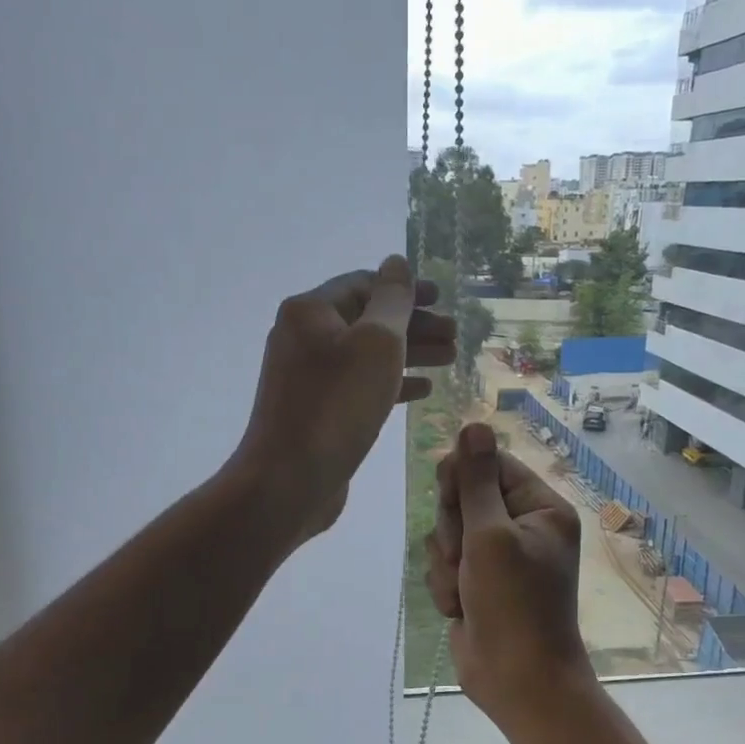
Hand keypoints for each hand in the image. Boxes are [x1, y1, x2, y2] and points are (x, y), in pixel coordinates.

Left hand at [232, 255, 455, 545]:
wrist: (289, 480)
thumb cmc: (337, 406)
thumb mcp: (376, 343)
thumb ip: (392, 300)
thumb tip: (396, 263)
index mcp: (311, 312)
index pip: (364, 284)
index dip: (406, 289)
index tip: (443, 299)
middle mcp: (304, 338)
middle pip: (367, 320)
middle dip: (414, 325)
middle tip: (455, 336)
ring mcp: (308, 378)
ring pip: (367, 356)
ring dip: (409, 354)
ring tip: (450, 359)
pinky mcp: (317, 412)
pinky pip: (359, 386)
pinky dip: (391, 384)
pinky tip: (423, 391)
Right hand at [425, 423, 594, 723]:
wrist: (517, 680)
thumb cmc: (513, 603)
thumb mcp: (491, 535)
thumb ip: (476, 480)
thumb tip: (474, 424)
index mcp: (540, 508)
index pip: (492, 465)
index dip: (464, 477)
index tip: (451, 496)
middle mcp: (520, 526)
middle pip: (464, 496)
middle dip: (454, 528)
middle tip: (464, 555)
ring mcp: (496, 556)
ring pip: (448, 532)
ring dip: (447, 562)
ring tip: (465, 589)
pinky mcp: (475, 582)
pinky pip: (445, 563)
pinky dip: (446, 584)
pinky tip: (460, 607)